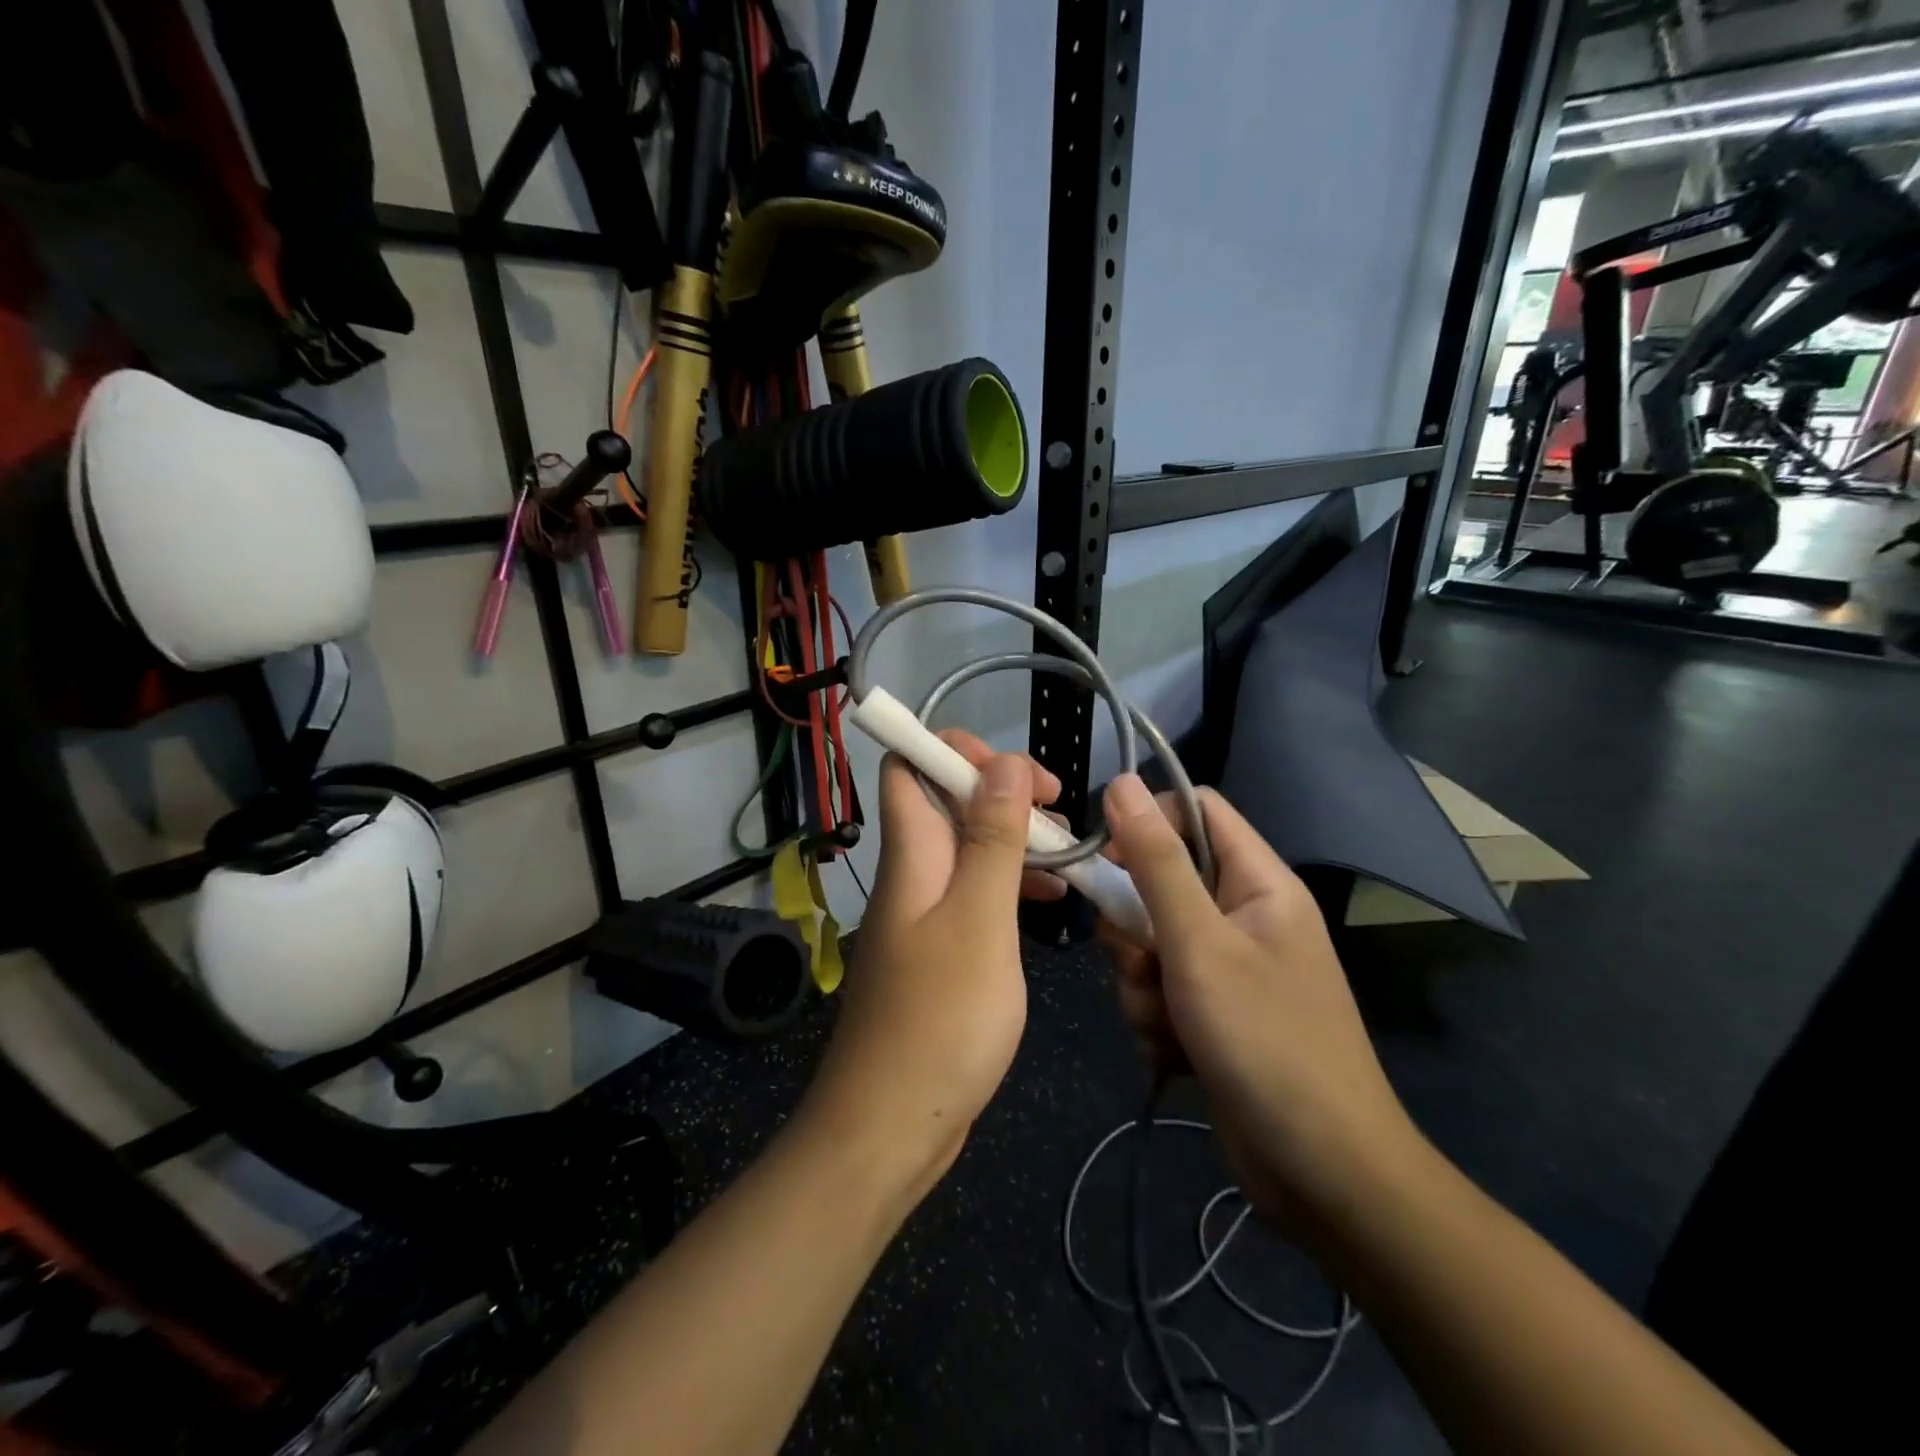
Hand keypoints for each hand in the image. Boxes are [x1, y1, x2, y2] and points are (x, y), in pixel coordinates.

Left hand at [803, 733, 1060, 1195]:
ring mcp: (923, 915)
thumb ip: (991, 840)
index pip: (910, 767)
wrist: (891, 1126)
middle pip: (945, 803)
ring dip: (1013, 839)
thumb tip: (1000, 762)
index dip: (956, 750)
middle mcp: (911, 875)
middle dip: (1001, 791)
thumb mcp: (979, 921)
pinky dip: (1010, 887)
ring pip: (967, 849)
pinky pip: (974, 896)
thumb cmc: (941, 1019)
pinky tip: (1051, 904)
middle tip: (1057, 812)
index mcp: (912, 856)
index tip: (1017, 771)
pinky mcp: (939, 952)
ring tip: (1067, 853)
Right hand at [1099, 774, 1421, 1239]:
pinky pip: (1161, 991)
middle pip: (1163, 881)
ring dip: (1141, 983)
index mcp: (1259, 882)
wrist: (1324, 1175)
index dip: (1146, 823)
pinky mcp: (1216, 1014)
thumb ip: (1156, 861)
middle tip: (1140, 963)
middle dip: (1135, 927)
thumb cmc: (1265, 1042)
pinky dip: (1155, 1019)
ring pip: (1152, 943)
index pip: (1195, 810)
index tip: (1106, 860)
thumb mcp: (1198, 944)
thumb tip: (1121, 782)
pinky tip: (1173, 1054)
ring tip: (1165, 1023)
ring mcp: (1231, 968)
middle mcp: (1246, 915)